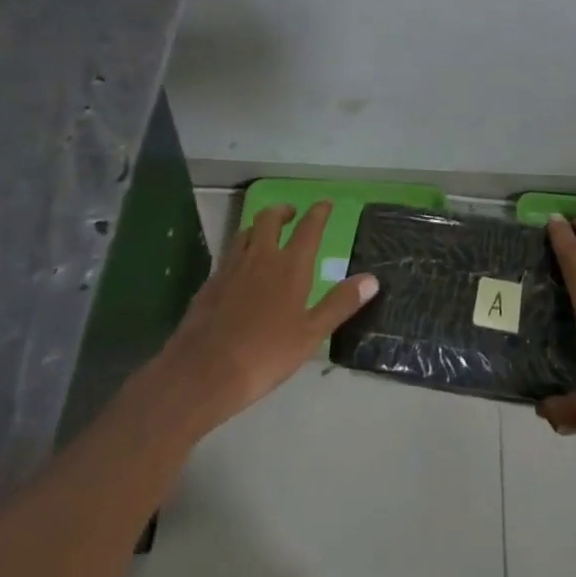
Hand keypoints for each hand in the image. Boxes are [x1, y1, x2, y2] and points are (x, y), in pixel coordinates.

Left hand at [150, 201, 378, 434]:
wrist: (203, 372)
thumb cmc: (265, 354)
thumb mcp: (311, 334)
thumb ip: (340, 304)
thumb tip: (372, 279)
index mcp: (289, 266)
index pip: (308, 228)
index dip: (319, 212)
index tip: (325, 203)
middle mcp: (260, 257)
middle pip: (270, 219)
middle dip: (283, 211)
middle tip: (291, 213)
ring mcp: (231, 267)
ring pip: (245, 232)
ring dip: (258, 227)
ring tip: (265, 234)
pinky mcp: (210, 283)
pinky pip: (228, 255)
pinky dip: (240, 251)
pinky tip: (240, 269)